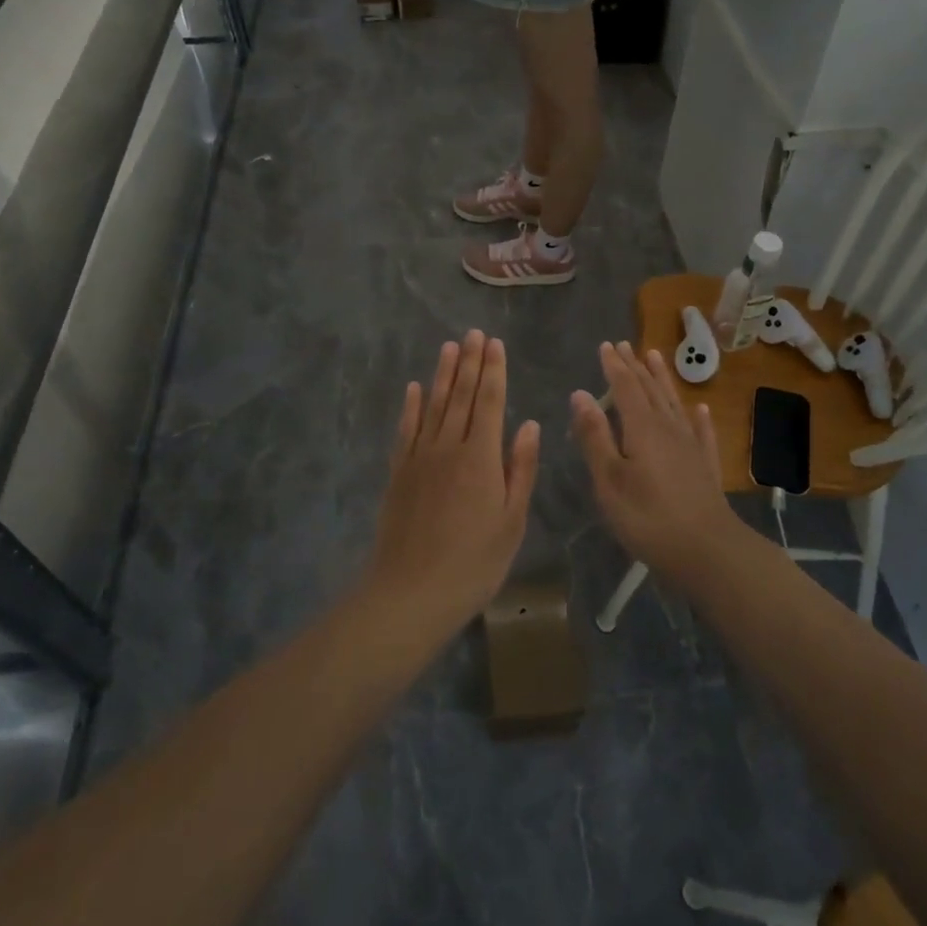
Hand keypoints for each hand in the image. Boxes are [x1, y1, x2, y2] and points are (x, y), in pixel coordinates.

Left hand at [368, 330, 539, 633]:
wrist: (412, 591)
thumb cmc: (474, 562)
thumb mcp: (511, 520)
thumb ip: (520, 468)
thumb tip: (528, 424)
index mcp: (481, 457)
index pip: (489, 402)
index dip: (493, 371)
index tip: (495, 344)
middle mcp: (449, 447)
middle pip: (460, 396)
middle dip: (469, 362)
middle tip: (473, 333)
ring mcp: (419, 457)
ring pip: (433, 406)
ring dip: (442, 374)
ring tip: (449, 347)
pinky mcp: (398, 472)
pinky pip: (406, 430)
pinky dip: (410, 406)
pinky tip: (414, 388)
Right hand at [570, 341, 739, 582]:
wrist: (709, 551)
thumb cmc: (649, 518)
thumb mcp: (610, 480)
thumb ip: (594, 436)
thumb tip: (580, 394)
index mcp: (642, 428)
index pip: (625, 388)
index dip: (614, 366)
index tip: (606, 345)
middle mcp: (668, 428)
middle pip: (650, 390)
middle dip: (635, 367)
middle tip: (626, 345)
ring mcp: (691, 446)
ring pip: (674, 404)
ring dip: (663, 380)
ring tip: (656, 357)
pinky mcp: (705, 467)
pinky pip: (702, 433)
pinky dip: (698, 418)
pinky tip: (701, 409)